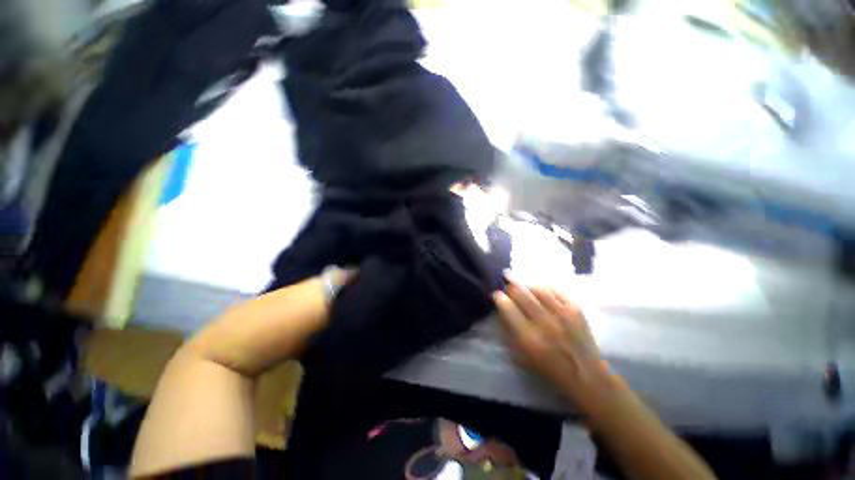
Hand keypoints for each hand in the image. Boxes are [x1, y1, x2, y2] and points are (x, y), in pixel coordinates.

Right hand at [493, 277, 617, 410]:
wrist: (586, 375)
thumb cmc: (549, 369)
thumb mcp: (522, 357)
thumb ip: (509, 334)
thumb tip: (502, 312)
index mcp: (529, 337)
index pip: (508, 308)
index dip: (500, 298)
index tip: (497, 294)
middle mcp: (544, 322)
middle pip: (522, 295)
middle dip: (511, 285)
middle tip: (506, 280)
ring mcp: (562, 314)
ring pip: (539, 289)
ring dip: (527, 284)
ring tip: (522, 283)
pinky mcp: (576, 310)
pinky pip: (557, 291)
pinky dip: (546, 287)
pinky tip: (541, 288)